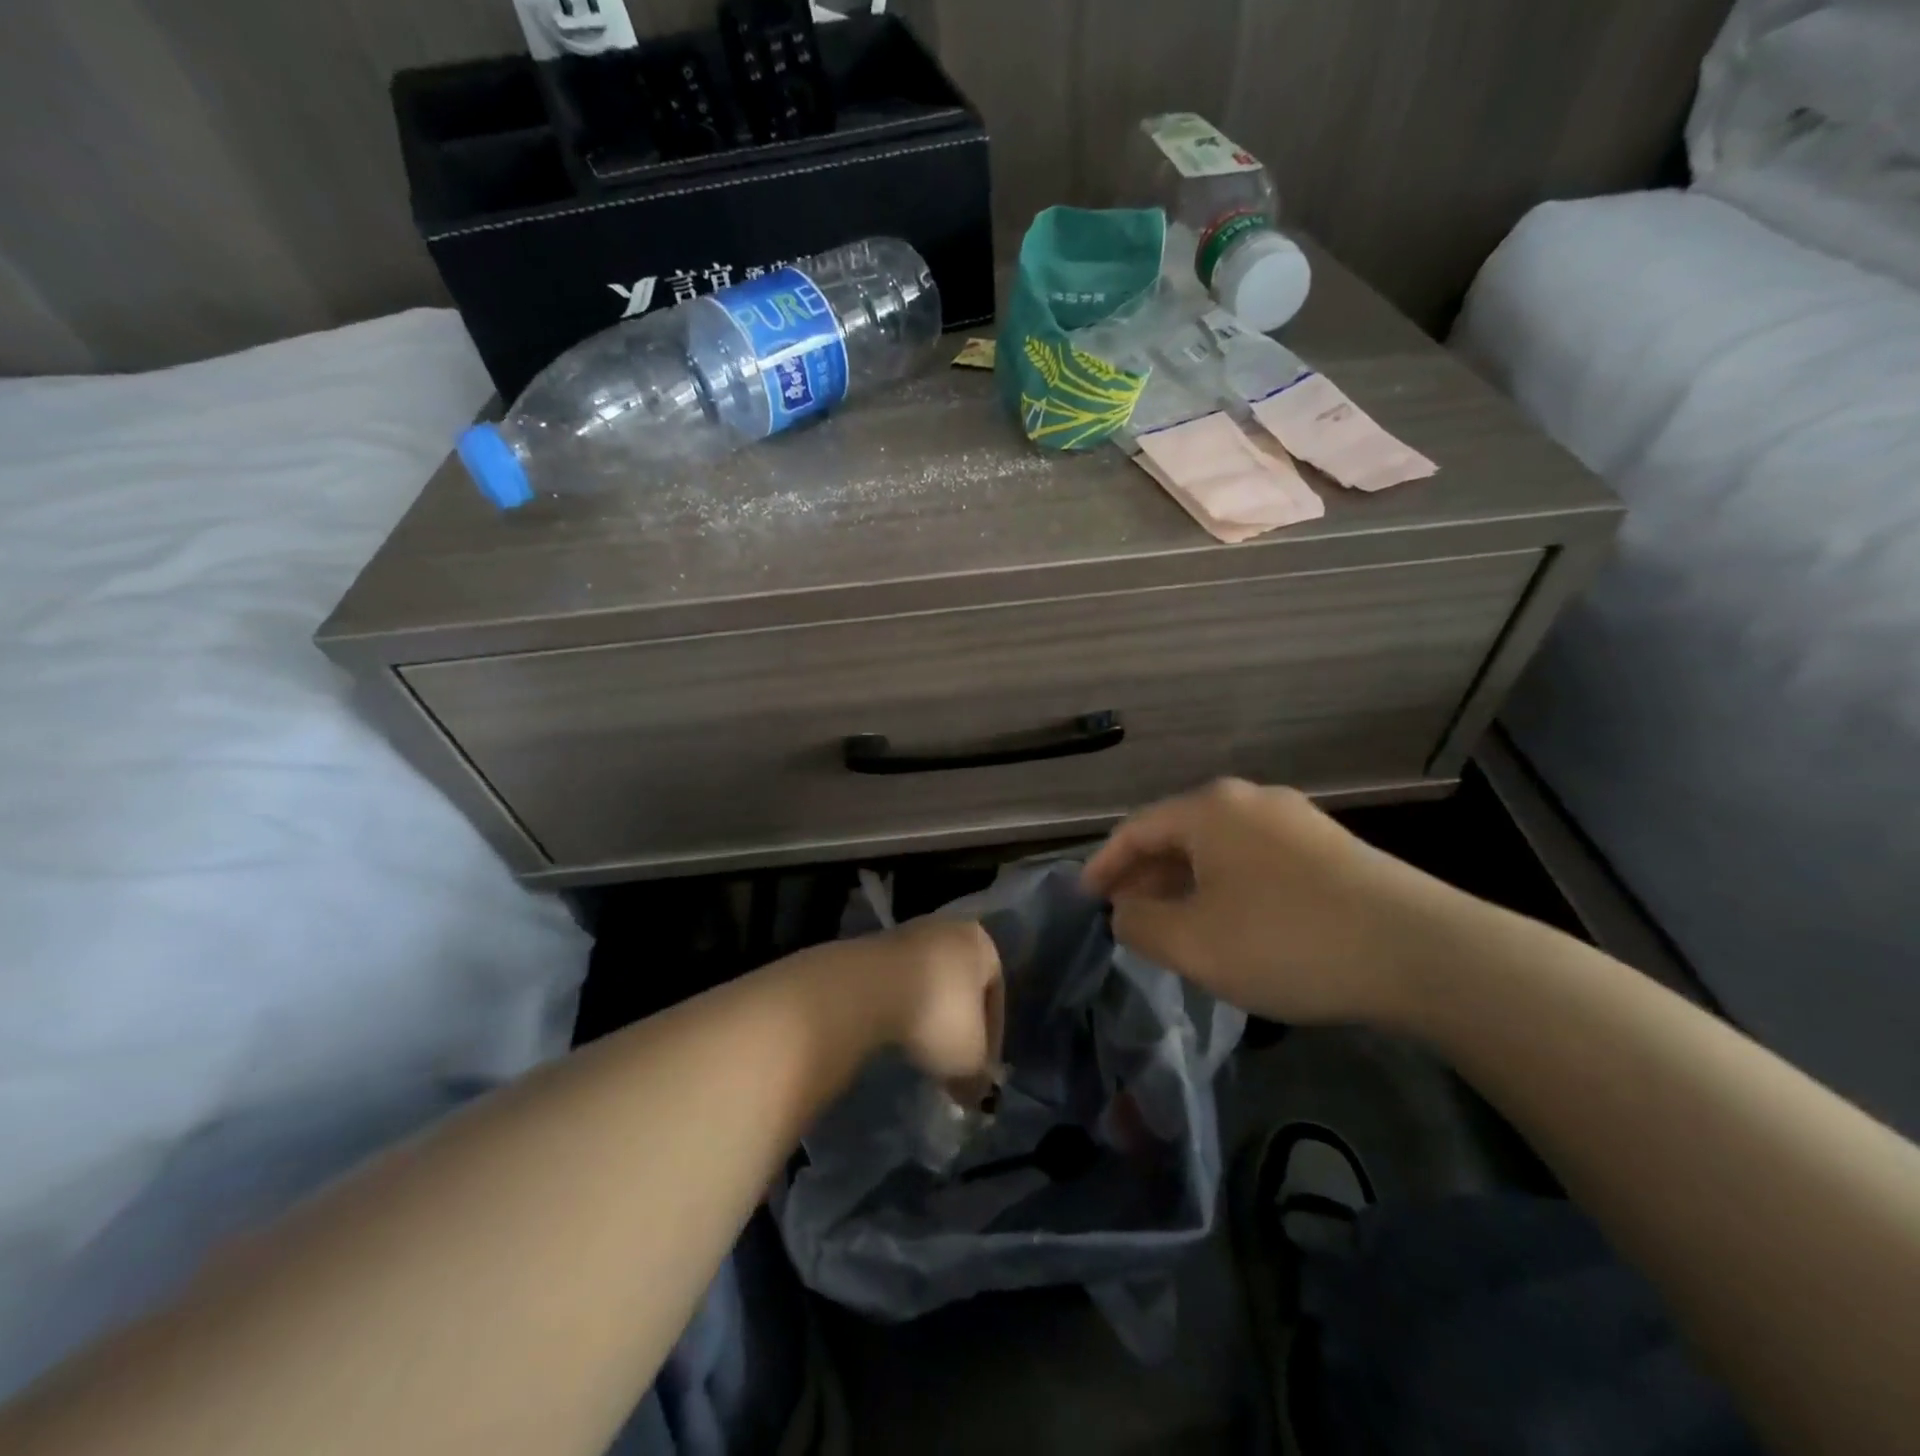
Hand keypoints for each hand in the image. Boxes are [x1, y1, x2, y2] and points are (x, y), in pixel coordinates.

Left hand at [858, 919, 1004, 1094]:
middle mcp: (948, 929)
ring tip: (920, 1052)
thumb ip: (979, 1077)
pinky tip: (894, 1035)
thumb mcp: (970, 1060)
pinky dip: (900, 1009)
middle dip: (957, 1027)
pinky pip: (898, 984)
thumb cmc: (936, 1015)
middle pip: (960, 987)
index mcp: (981, 943)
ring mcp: (908, 934)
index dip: (991, 1041)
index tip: (979, 1073)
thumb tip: (974, 1093)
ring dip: (927, 1017)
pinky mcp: (874, 946)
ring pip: (928, 984)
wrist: (866, 989)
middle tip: (951, 1064)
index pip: (996, 996)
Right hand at [1082, 779, 1456, 1024]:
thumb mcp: (1192, 943)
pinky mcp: (1328, 847)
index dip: (1104, 866)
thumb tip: (1125, 910)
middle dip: (1145, 877)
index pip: (1135, 830)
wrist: (1421, 953)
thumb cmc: (1287, 941)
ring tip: (1174, 925)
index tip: (1086, 900)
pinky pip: (1254, 860)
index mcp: (1209, 808)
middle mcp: (1248, 800)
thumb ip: (1138, 923)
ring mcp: (1294, 819)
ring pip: (1217, 848)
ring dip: (1185, 884)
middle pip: (1177, 835)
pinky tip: (1231, 923)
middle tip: (1126, 918)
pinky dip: (1226, 887)